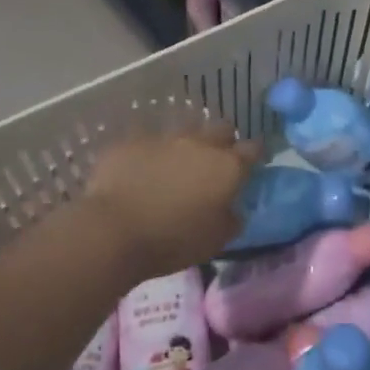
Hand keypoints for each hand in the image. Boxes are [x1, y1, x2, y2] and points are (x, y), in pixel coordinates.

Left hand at [83, 122, 259, 276]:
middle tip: (214, 164)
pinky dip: (150, 154)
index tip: (253, 164)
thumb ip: (231, 219)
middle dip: (223, 142)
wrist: (113, 230)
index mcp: (227, 166)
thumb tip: (233, 209)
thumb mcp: (216, 240)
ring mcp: (164, 138)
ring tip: (176, 166)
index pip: (253, 149)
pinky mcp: (131, 141)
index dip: (255, 155)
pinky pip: (147, 141)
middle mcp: (200, 143)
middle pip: (221, 129)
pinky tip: (140, 171)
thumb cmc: (173, 240)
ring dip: (186, 145)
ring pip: (184, 131)